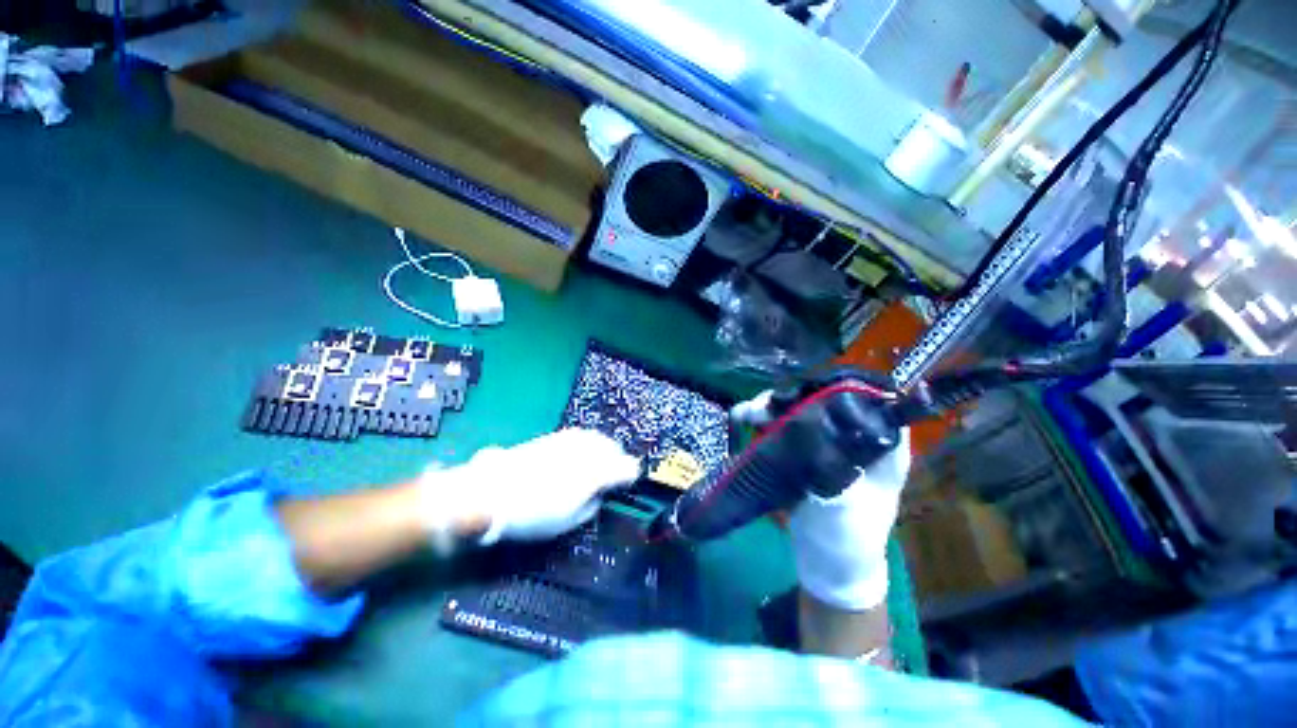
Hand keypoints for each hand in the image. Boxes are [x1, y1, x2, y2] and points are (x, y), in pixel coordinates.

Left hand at [420, 429, 640, 545]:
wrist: (490, 492)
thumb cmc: (532, 515)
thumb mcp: (568, 521)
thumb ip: (590, 505)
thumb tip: (598, 495)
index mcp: (595, 473)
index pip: (626, 467)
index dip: (631, 475)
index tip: (630, 482)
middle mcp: (586, 451)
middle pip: (613, 448)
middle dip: (618, 459)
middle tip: (615, 473)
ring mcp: (569, 441)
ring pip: (597, 438)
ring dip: (604, 448)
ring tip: (600, 460)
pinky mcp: (553, 437)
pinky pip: (580, 435)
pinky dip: (587, 443)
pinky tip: (580, 452)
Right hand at [731, 387, 910, 609]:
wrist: (827, 565)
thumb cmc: (848, 540)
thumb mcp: (847, 510)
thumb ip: (835, 473)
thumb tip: (813, 434)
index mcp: (879, 446)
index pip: (869, 401)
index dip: (838, 388)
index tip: (806, 390)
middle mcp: (853, 438)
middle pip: (825, 400)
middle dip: (793, 397)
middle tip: (767, 405)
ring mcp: (824, 444)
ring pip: (800, 410)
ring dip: (772, 407)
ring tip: (747, 413)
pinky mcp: (801, 452)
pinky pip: (783, 427)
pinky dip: (763, 421)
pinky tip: (745, 420)